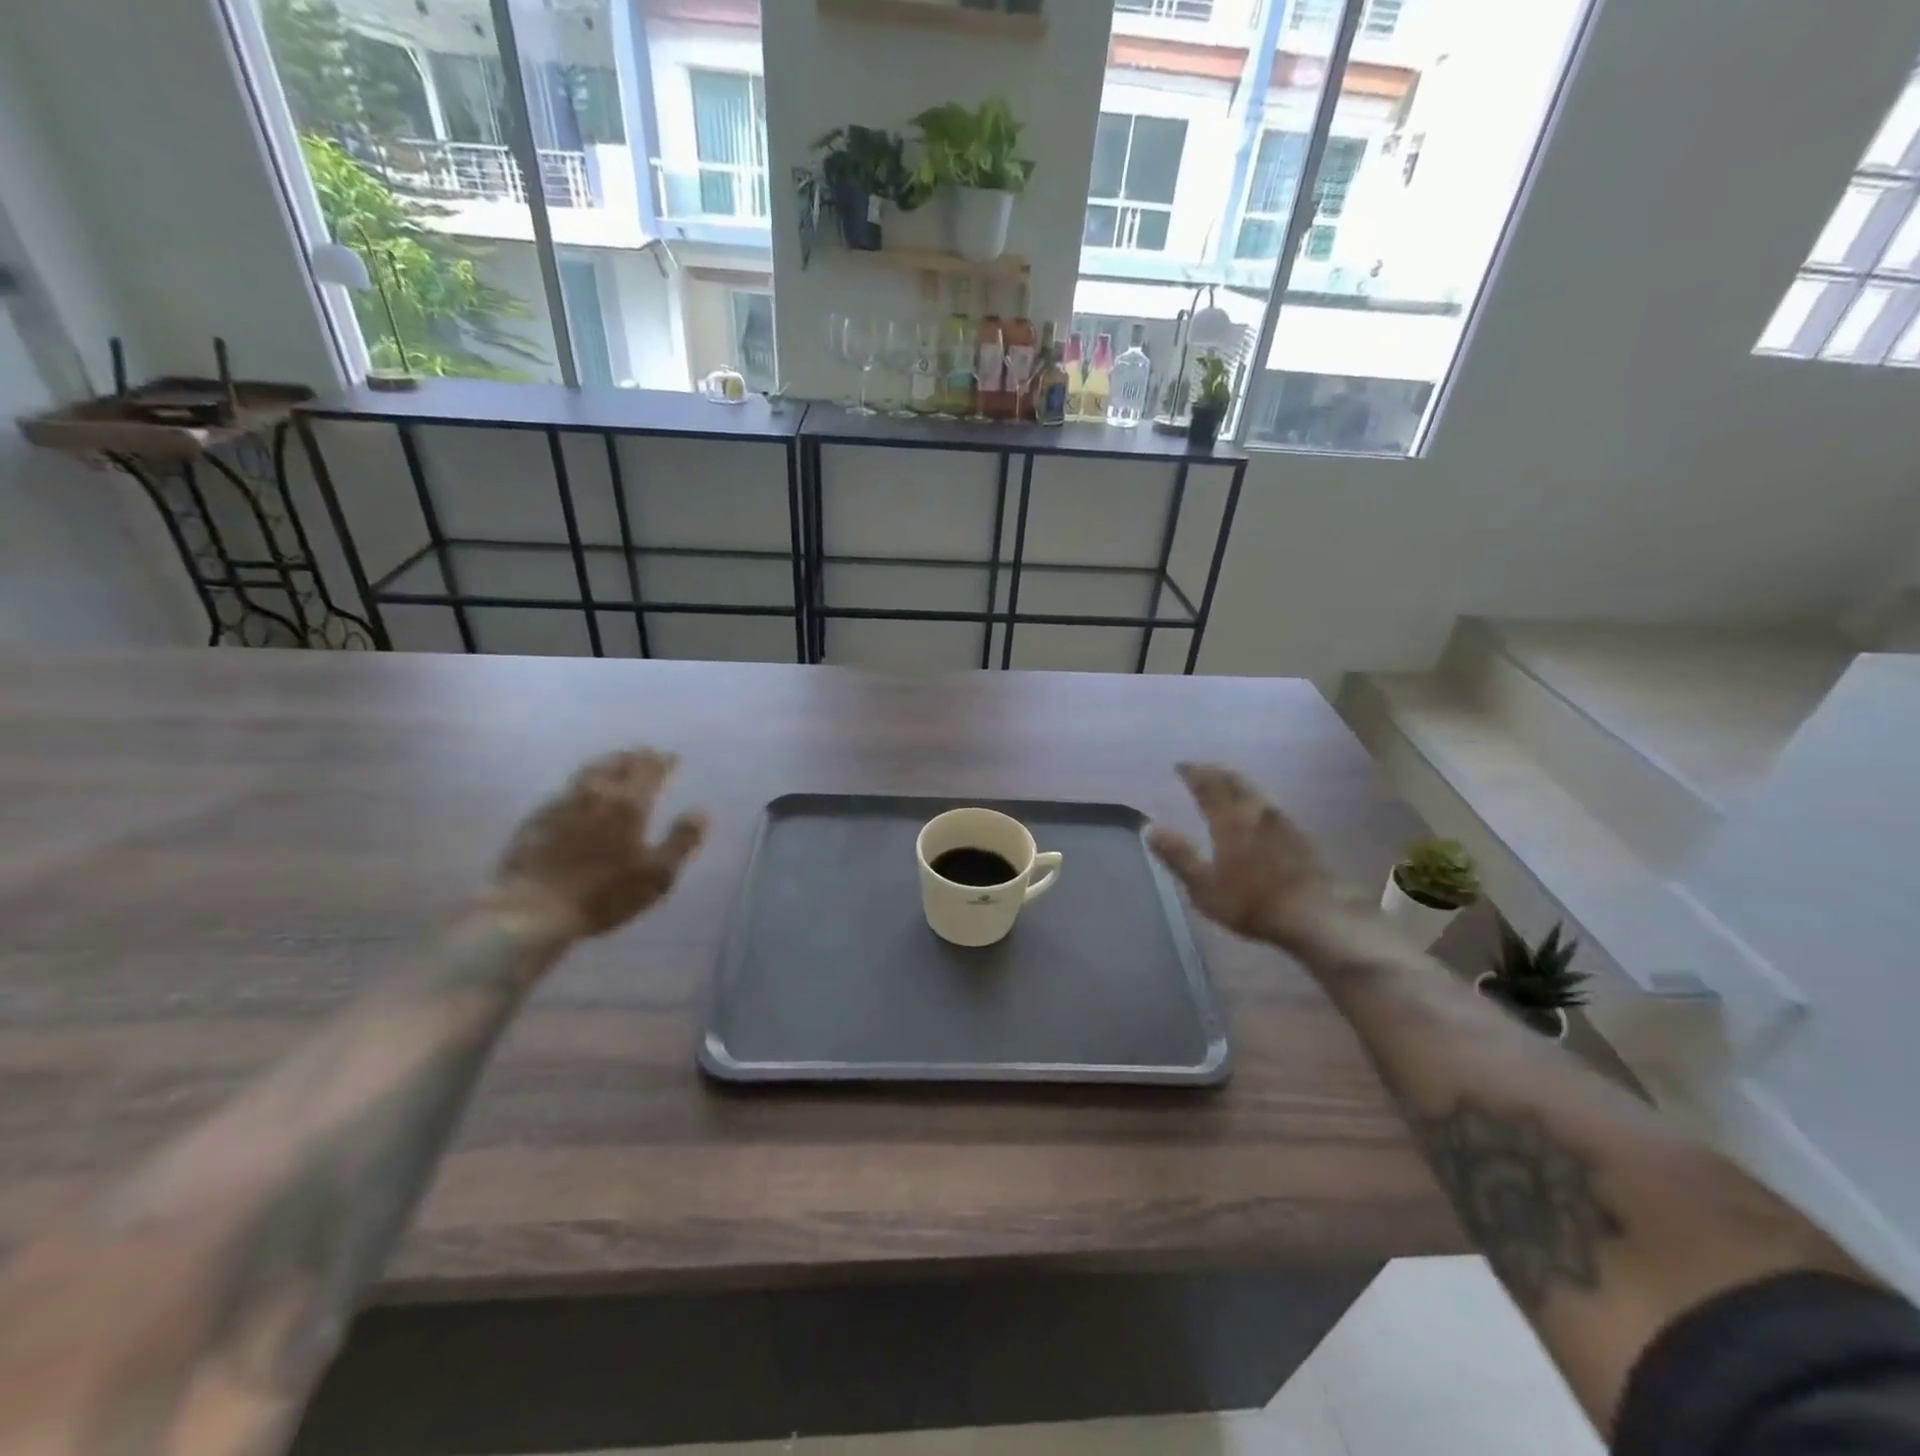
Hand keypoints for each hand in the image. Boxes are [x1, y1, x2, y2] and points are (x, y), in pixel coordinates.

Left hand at [491, 749, 707, 938]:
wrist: (531, 911)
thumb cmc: (604, 894)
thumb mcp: (657, 875)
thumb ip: (682, 841)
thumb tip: (700, 812)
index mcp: (628, 803)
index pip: (648, 769)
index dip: (662, 761)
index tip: (672, 758)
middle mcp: (595, 794)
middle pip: (615, 763)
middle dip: (634, 757)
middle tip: (645, 756)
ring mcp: (560, 804)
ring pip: (587, 772)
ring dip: (606, 765)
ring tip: (615, 767)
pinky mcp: (535, 820)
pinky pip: (565, 792)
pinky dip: (581, 787)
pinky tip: (580, 798)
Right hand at [1148, 762, 1348, 950]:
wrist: (1316, 915)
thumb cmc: (1253, 903)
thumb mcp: (1205, 887)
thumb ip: (1178, 855)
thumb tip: (1149, 827)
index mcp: (1230, 819)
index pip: (1208, 784)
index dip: (1192, 772)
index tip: (1179, 766)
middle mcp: (1255, 810)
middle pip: (1233, 778)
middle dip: (1212, 770)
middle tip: (1197, 769)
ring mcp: (1280, 818)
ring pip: (1252, 787)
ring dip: (1233, 779)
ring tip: (1220, 782)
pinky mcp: (1296, 831)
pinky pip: (1265, 800)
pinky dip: (1249, 794)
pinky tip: (1250, 807)